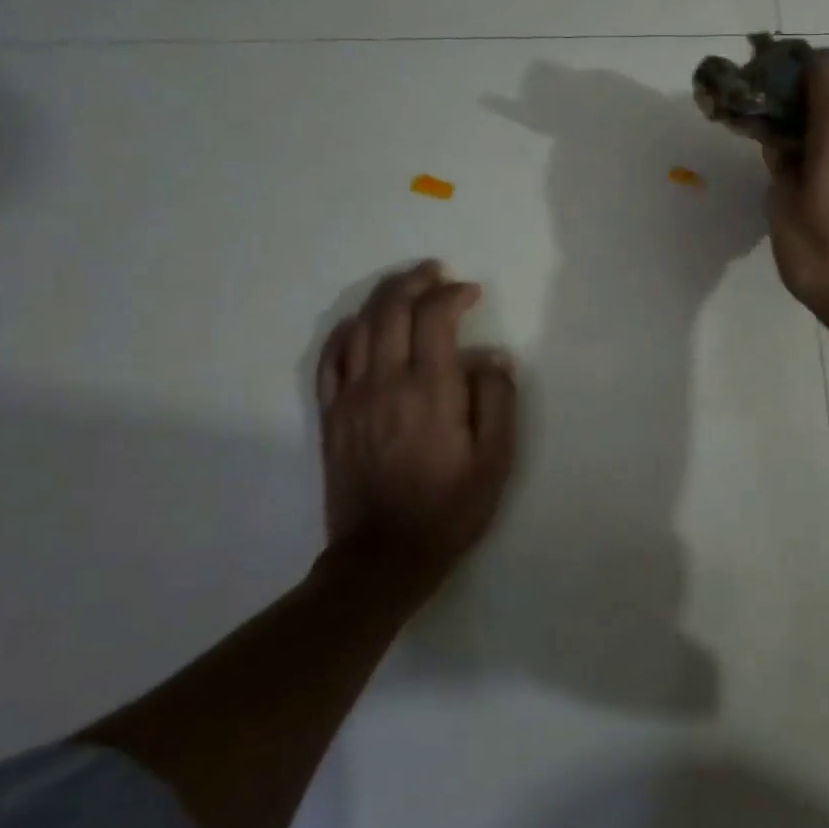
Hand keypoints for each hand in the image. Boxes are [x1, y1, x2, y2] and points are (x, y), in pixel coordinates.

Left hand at [314, 261, 518, 609]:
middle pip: (391, 310)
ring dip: (383, 297)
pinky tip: (360, 324)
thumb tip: (493, 357)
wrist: (385, 555)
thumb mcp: (496, 459)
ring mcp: (351, 397)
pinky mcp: (332, 415)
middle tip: (437, 273)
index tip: (471, 293)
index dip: (453, 295)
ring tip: (405, 286)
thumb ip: (498, 400)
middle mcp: (385, 382)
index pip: (434, 317)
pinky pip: (330, 358)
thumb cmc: (451, 507)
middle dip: (415, 282)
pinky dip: (345, 330)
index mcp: (430, 390)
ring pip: (360, 326)